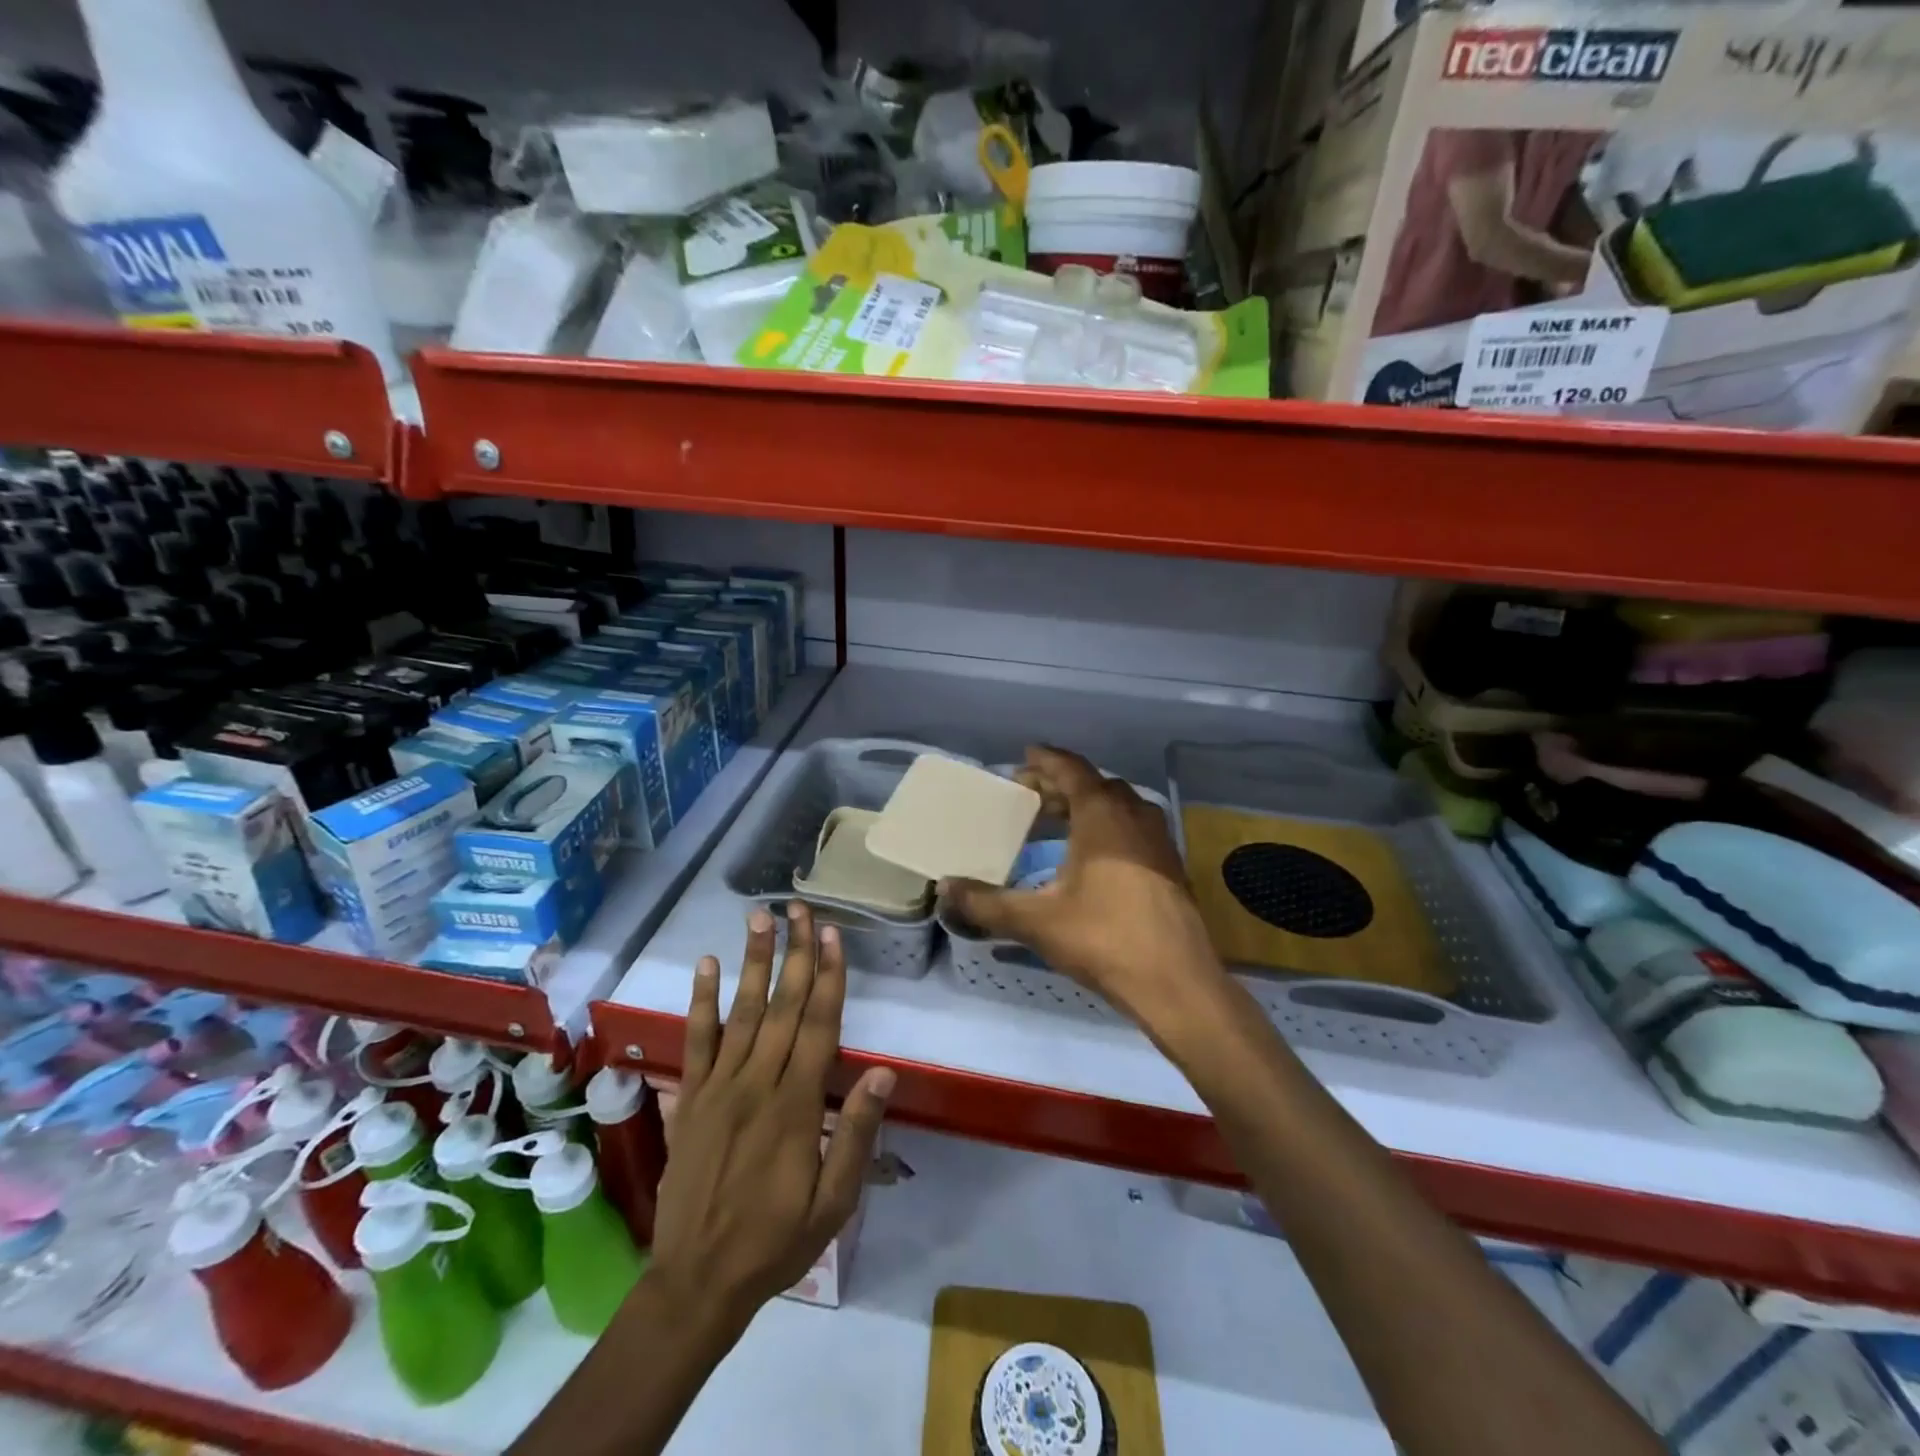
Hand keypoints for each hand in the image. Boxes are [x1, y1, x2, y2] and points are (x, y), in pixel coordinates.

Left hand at [648, 903, 893, 1337]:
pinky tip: (706, 965)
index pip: (818, 1026)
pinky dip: (701, 1001)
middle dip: (795, 953)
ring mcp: (719, 1087)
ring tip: (759, 918)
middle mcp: (758, 1083)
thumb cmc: (776, 1241)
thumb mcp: (833, 1202)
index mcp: (797, 1105)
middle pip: (782, 1006)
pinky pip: (696, 1041)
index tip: (831, 935)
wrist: (696, 1282)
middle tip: (799, 907)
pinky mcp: (690, 1098)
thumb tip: (882, 1071)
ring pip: (741, 1012)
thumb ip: (856, 1133)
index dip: (828, 977)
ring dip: (753, 961)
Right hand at [940, 745, 1225, 1029]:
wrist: (1176, 982)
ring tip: (1057, 823)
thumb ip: (986, 903)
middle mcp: (1134, 816)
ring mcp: (1158, 840)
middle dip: (1062, 785)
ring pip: (1118, 806)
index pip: (1072, 770)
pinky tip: (1092, 858)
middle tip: (1031, 796)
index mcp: (1102, 815)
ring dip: (1087, 806)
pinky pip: (1133, 828)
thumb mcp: (1036, 921)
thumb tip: (944, 888)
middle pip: (1095, 785)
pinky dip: (1108, 827)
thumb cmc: (1104, 938)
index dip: (1046, 760)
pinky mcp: (1171, 866)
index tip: (1025, 755)